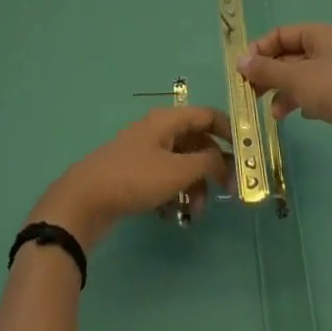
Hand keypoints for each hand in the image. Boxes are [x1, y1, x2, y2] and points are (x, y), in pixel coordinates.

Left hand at [30, 107, 232, 250]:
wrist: (85, 200)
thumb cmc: (134, 179)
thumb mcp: (177, 171)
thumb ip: (207, 162)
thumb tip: (225, 160)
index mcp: (167, 120)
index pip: (206, 115)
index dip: (229, 130)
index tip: (246, 153)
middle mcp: (157, 131)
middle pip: (195, 141)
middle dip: (212, 166)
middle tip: (227, 192)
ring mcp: (144, 152)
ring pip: (181, 164)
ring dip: (193, 186)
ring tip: (195, 212)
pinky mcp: (134, 174)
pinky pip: (164, 179)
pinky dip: (174, 193)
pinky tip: (172, 215)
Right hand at [238, 23, 331, 174]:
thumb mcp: (296, 78)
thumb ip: (266, 69)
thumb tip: (240, 61)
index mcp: (321, 35)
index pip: (281, 33)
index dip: (260, 49)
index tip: (243, 70)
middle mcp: (330, 50)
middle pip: (290, 56)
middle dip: (269, 73)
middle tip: (250, 93)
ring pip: (300, 78)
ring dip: (283, 92)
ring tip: (274, 113)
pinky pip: (314, 95)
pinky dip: (301, 103)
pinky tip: (297, 117)